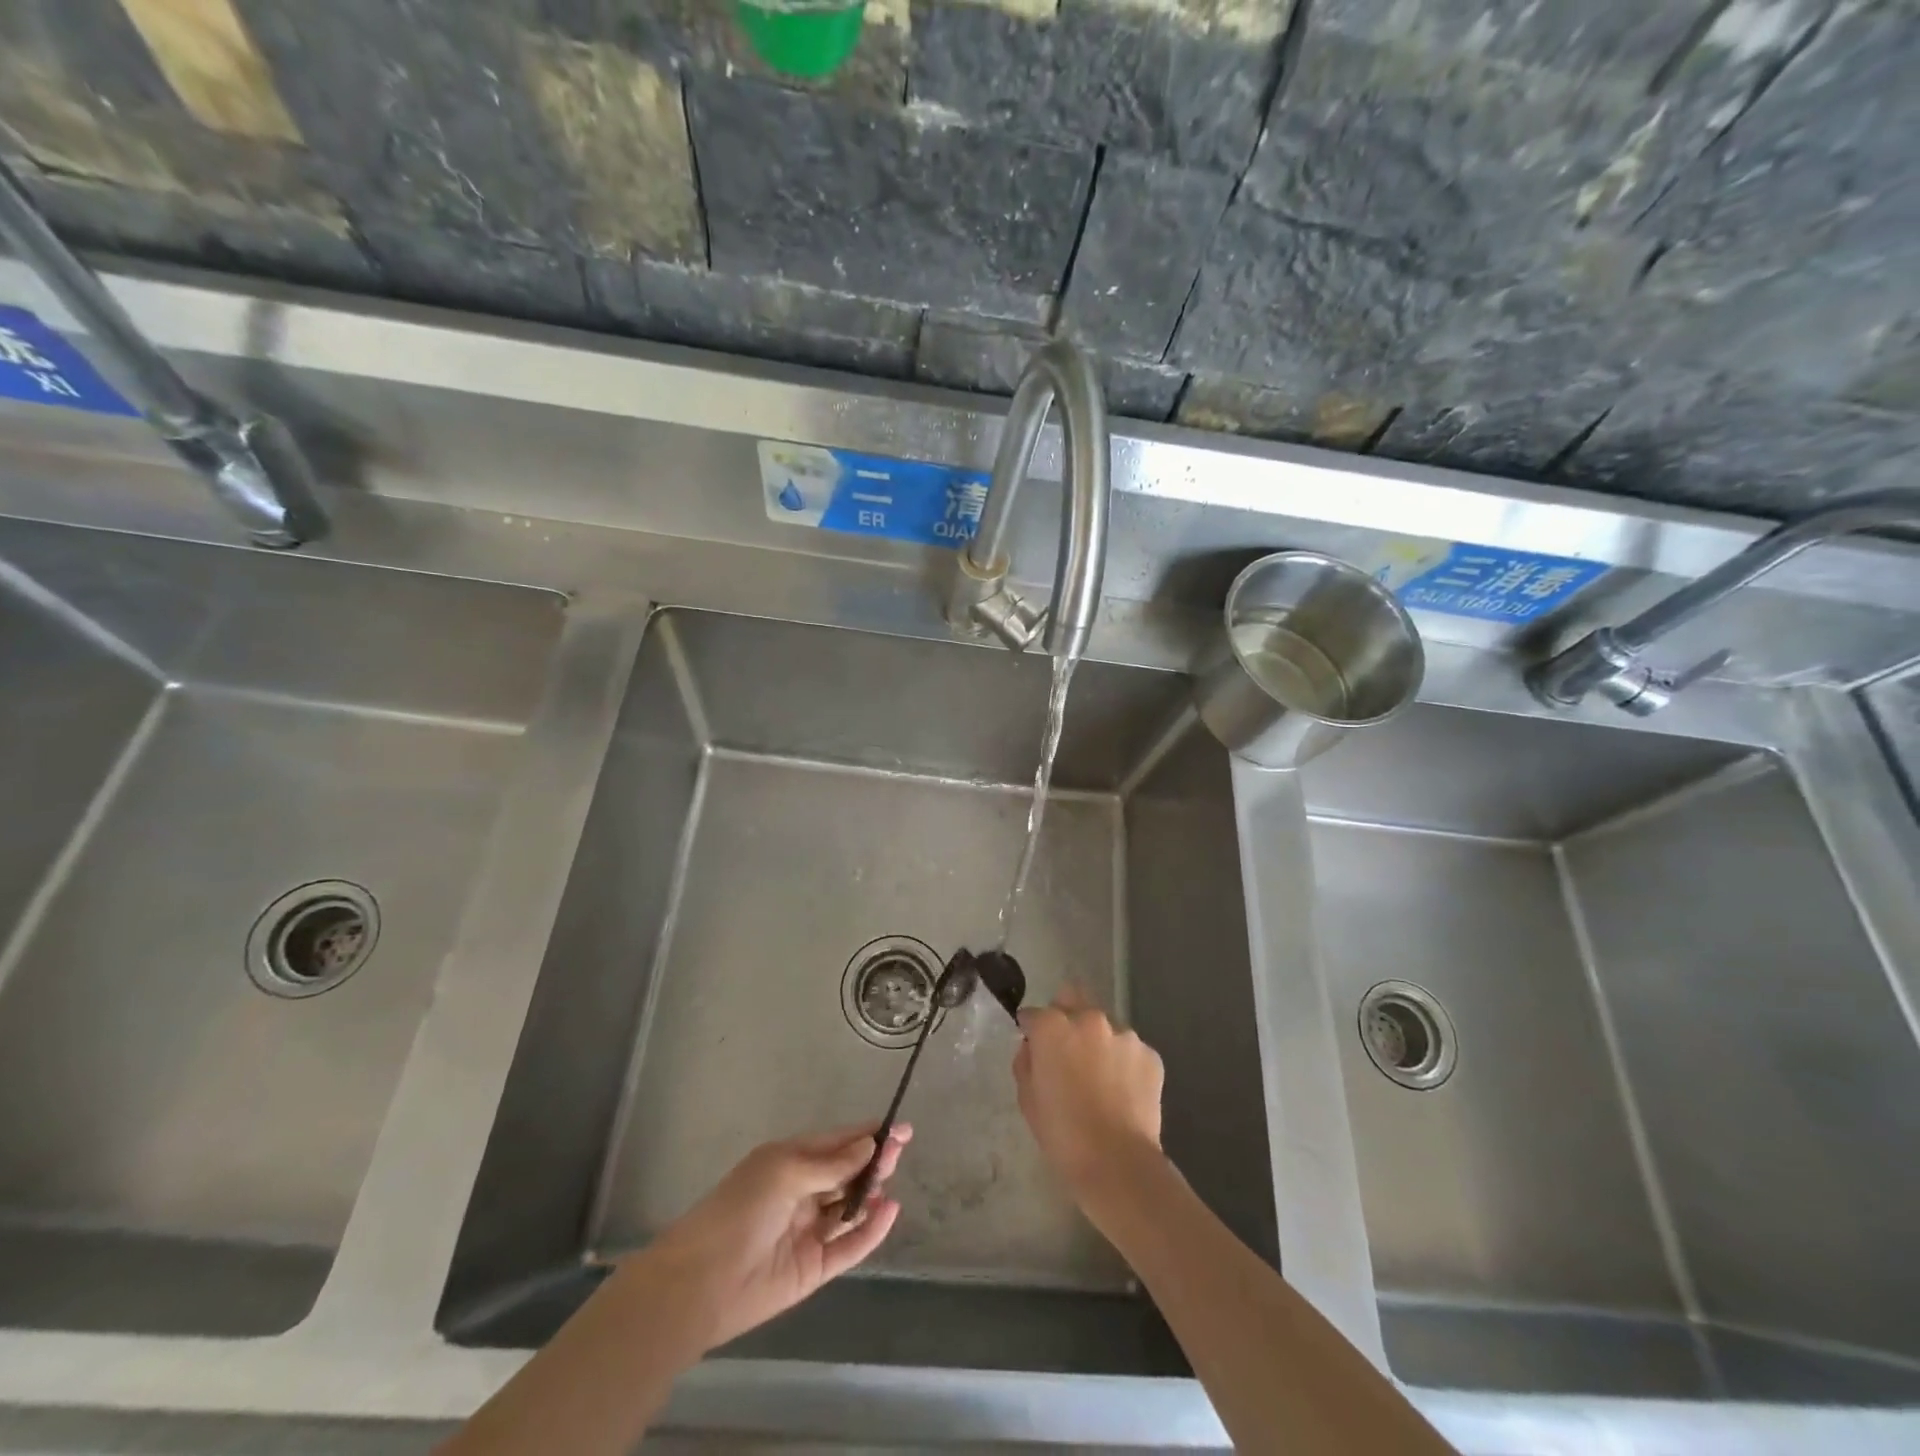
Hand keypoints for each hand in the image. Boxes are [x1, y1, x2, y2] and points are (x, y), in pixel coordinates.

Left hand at [642, 1122, 910, 1352]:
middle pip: (847, 1172)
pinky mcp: (814, 1267)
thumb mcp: (785, 1173)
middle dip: (873, 1159)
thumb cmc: (740, 1210)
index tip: (900, 1128)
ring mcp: (809, 1230)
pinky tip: (889, 1211)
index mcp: (790, 1161)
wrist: (702, 1284)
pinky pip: (850, 1246)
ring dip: (872, 1192)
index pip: (836, 1143)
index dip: (866, 1134)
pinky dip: (871, 1230)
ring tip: (891, 1180)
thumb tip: (868, 1145)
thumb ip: (830, 1164)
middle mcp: (802, 1192)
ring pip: (850, 1207)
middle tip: (900, 1149)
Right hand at [1014, 987, 1164, 1202]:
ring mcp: (1124, 1034)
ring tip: (1100, 1079)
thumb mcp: (1027, 1099)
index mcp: (1053, 1026)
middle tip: (1068, 1053)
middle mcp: (1089, 1019)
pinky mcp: (1150, 1054)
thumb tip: (1034, 1047)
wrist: (1118, 1164)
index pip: (1034, 1014)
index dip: (1031, 1030)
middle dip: (1066, 1018)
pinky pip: (1130, 1050)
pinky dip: (1124, 1063)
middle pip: (1072, 1000)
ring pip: (1105, 1026)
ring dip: (1098, 1041)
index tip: (1033, 1047)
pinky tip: (1122, 1092)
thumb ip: (1026, 1061)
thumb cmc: (1063, 1134)